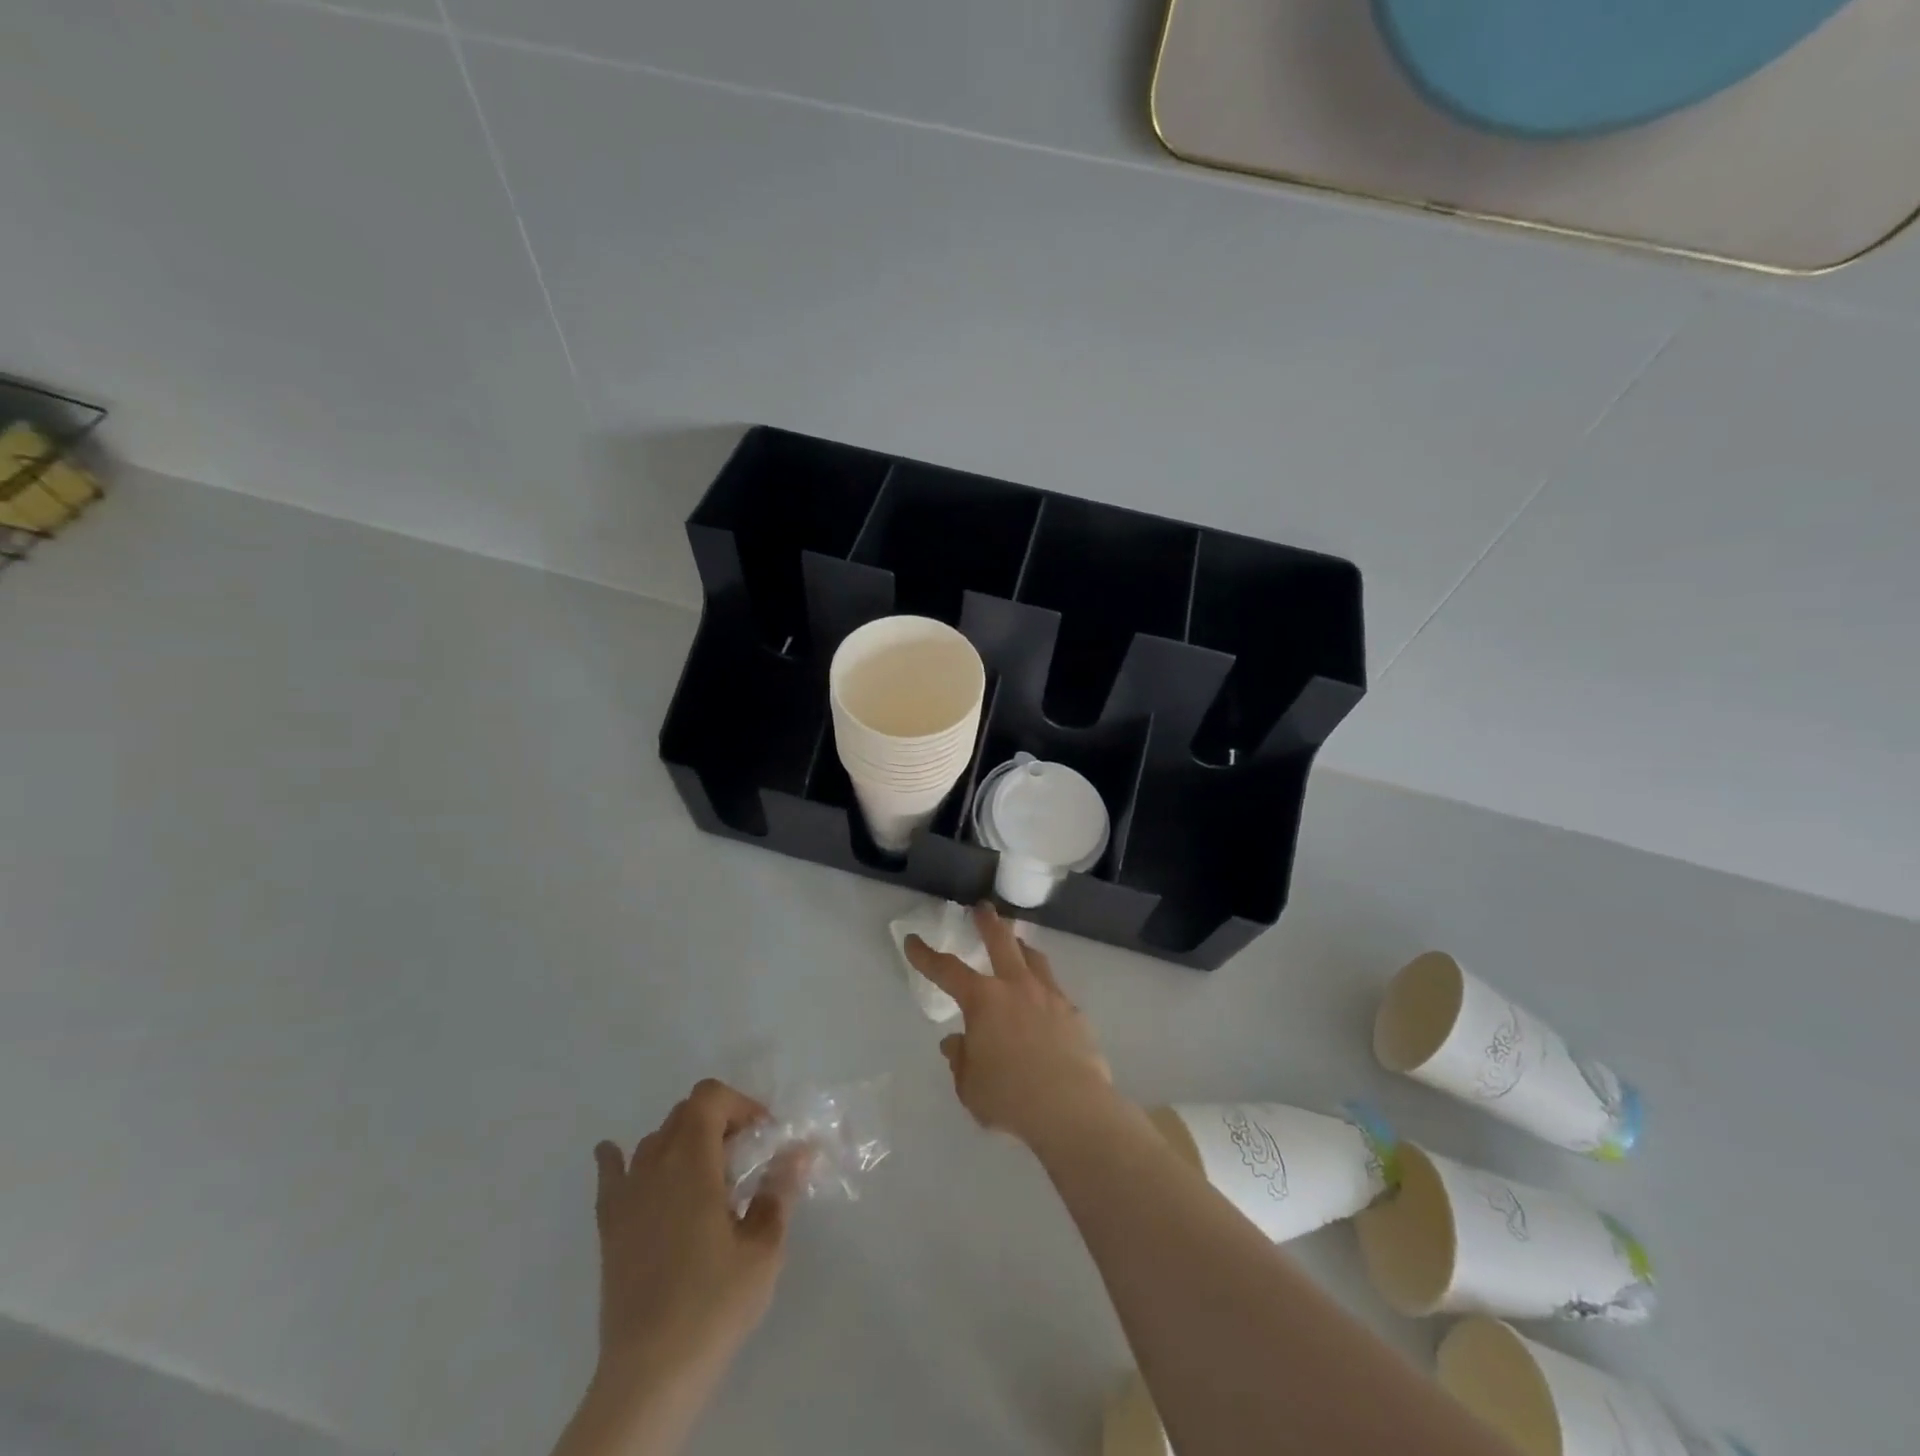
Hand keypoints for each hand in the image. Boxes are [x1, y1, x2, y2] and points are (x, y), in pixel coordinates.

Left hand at [591, 1080, 805, 1384]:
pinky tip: (620, 1156)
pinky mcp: (609, 1226)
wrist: (651, 1373)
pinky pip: (611, 1172)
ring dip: (685, 1141)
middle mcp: (654, 1165)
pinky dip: (619, 1157)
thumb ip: (780, 1191)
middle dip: (720, 1121)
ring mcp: (627, 1195)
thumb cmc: (714, 1303)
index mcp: (692, 1162)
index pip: (710, 1097)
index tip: (764, 1138)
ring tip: (708, 1176)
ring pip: (656, 1139)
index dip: (741, 1104)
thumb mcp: (763, 1247)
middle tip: (745, 1158)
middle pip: (685, 1113)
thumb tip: (799, 1152)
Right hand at [905, 903, 1114, 1146]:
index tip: (913, 941)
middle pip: (1001, 942)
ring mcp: (1049, 996)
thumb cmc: (1010, 1097)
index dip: (926, 956)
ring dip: (1021, 946)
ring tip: (1018, 943)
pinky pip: (1055, 991)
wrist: (1071, 1106)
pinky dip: (1044, 989)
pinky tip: (1045, 1001)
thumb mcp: (971, 1085)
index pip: (946, 970)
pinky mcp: (1074, 1013)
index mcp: (983, 1000)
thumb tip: (956, 1042)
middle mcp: (1016, 987)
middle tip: (983, 908)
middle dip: (988, 923)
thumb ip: (962, 1059)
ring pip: (1034, 959)